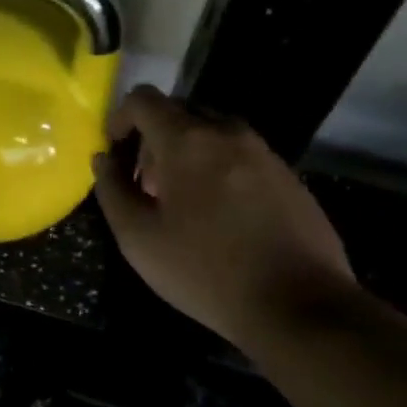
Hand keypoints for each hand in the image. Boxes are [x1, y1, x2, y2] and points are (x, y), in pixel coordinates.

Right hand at [92, 86, 354, 344]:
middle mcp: (227, 133)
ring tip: (184, 200)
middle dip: (153, 138)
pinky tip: (222, 215)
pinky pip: (241, 154)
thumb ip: (112, 190)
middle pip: (178, 111)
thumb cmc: (207, 271)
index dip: (120, 118)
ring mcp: (263, 152)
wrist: (302, 307)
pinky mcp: (288, 175)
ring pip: (212, 132)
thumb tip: (104, 160)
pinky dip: (219, 167)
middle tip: (146, 184)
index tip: (115, 153)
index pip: (143, 99)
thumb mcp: (138, 238)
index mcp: (186, 141)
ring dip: (188, 152)